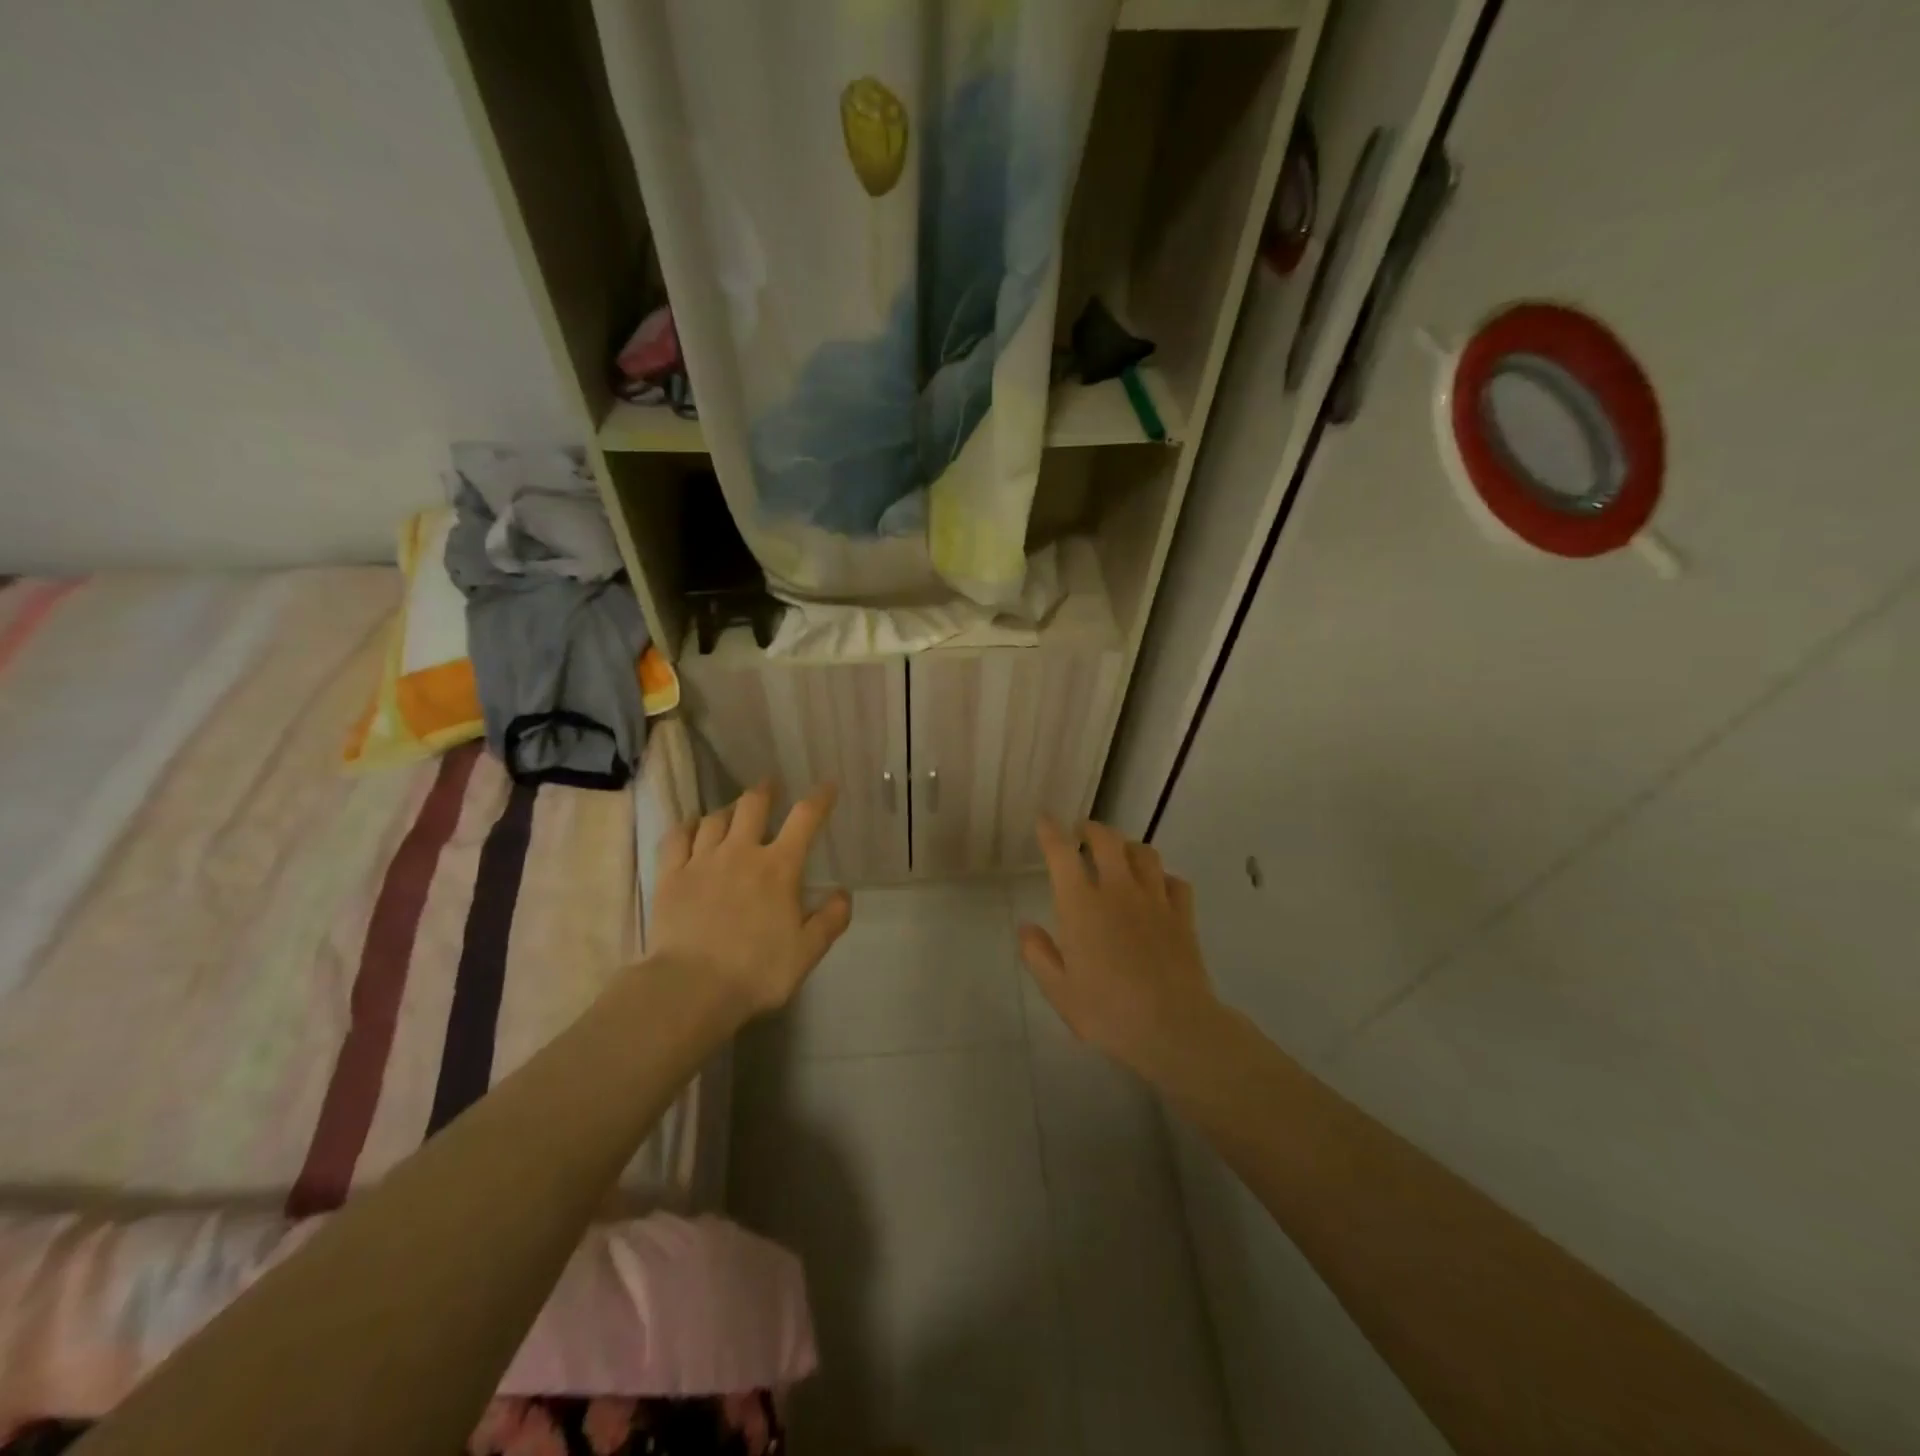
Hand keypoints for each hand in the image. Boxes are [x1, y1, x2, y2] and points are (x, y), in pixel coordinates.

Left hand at [649, 784, 851, 1017]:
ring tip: (734, 810)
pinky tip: (692, 827)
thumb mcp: (807, 952)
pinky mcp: (670, 876)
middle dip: (765, 790)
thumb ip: (830, 920)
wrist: (691, 987)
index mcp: (779, 867)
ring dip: (729, 809)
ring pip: (715, 818)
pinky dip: (687, 826)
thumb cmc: (757, 971)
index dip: (819, 799)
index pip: (804, 819)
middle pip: (753, 805)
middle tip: (770, 785)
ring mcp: (701, 861)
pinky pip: (677, 838)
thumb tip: (844, 893)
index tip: (827, 786)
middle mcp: (741, 852)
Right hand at [1018, 817, 1222, 1081]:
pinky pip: (1175, 882)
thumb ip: (1038, 954)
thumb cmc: (1107, 1011)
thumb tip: (1026, 926)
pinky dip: (1163, 878)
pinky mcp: (1182, 916)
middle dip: (1092, 830)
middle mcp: (1118, 891)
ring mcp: (1155, 900)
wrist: (1173, 1028)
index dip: (1051, 833)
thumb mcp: (1059, 990)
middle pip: (1107, 840)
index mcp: (1081, 905)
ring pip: (1144, 853)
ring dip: (1128, 847)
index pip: (1062, 855)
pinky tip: (1158, 888)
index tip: (1045, 821)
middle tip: (1083, 834)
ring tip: (1120, 854)